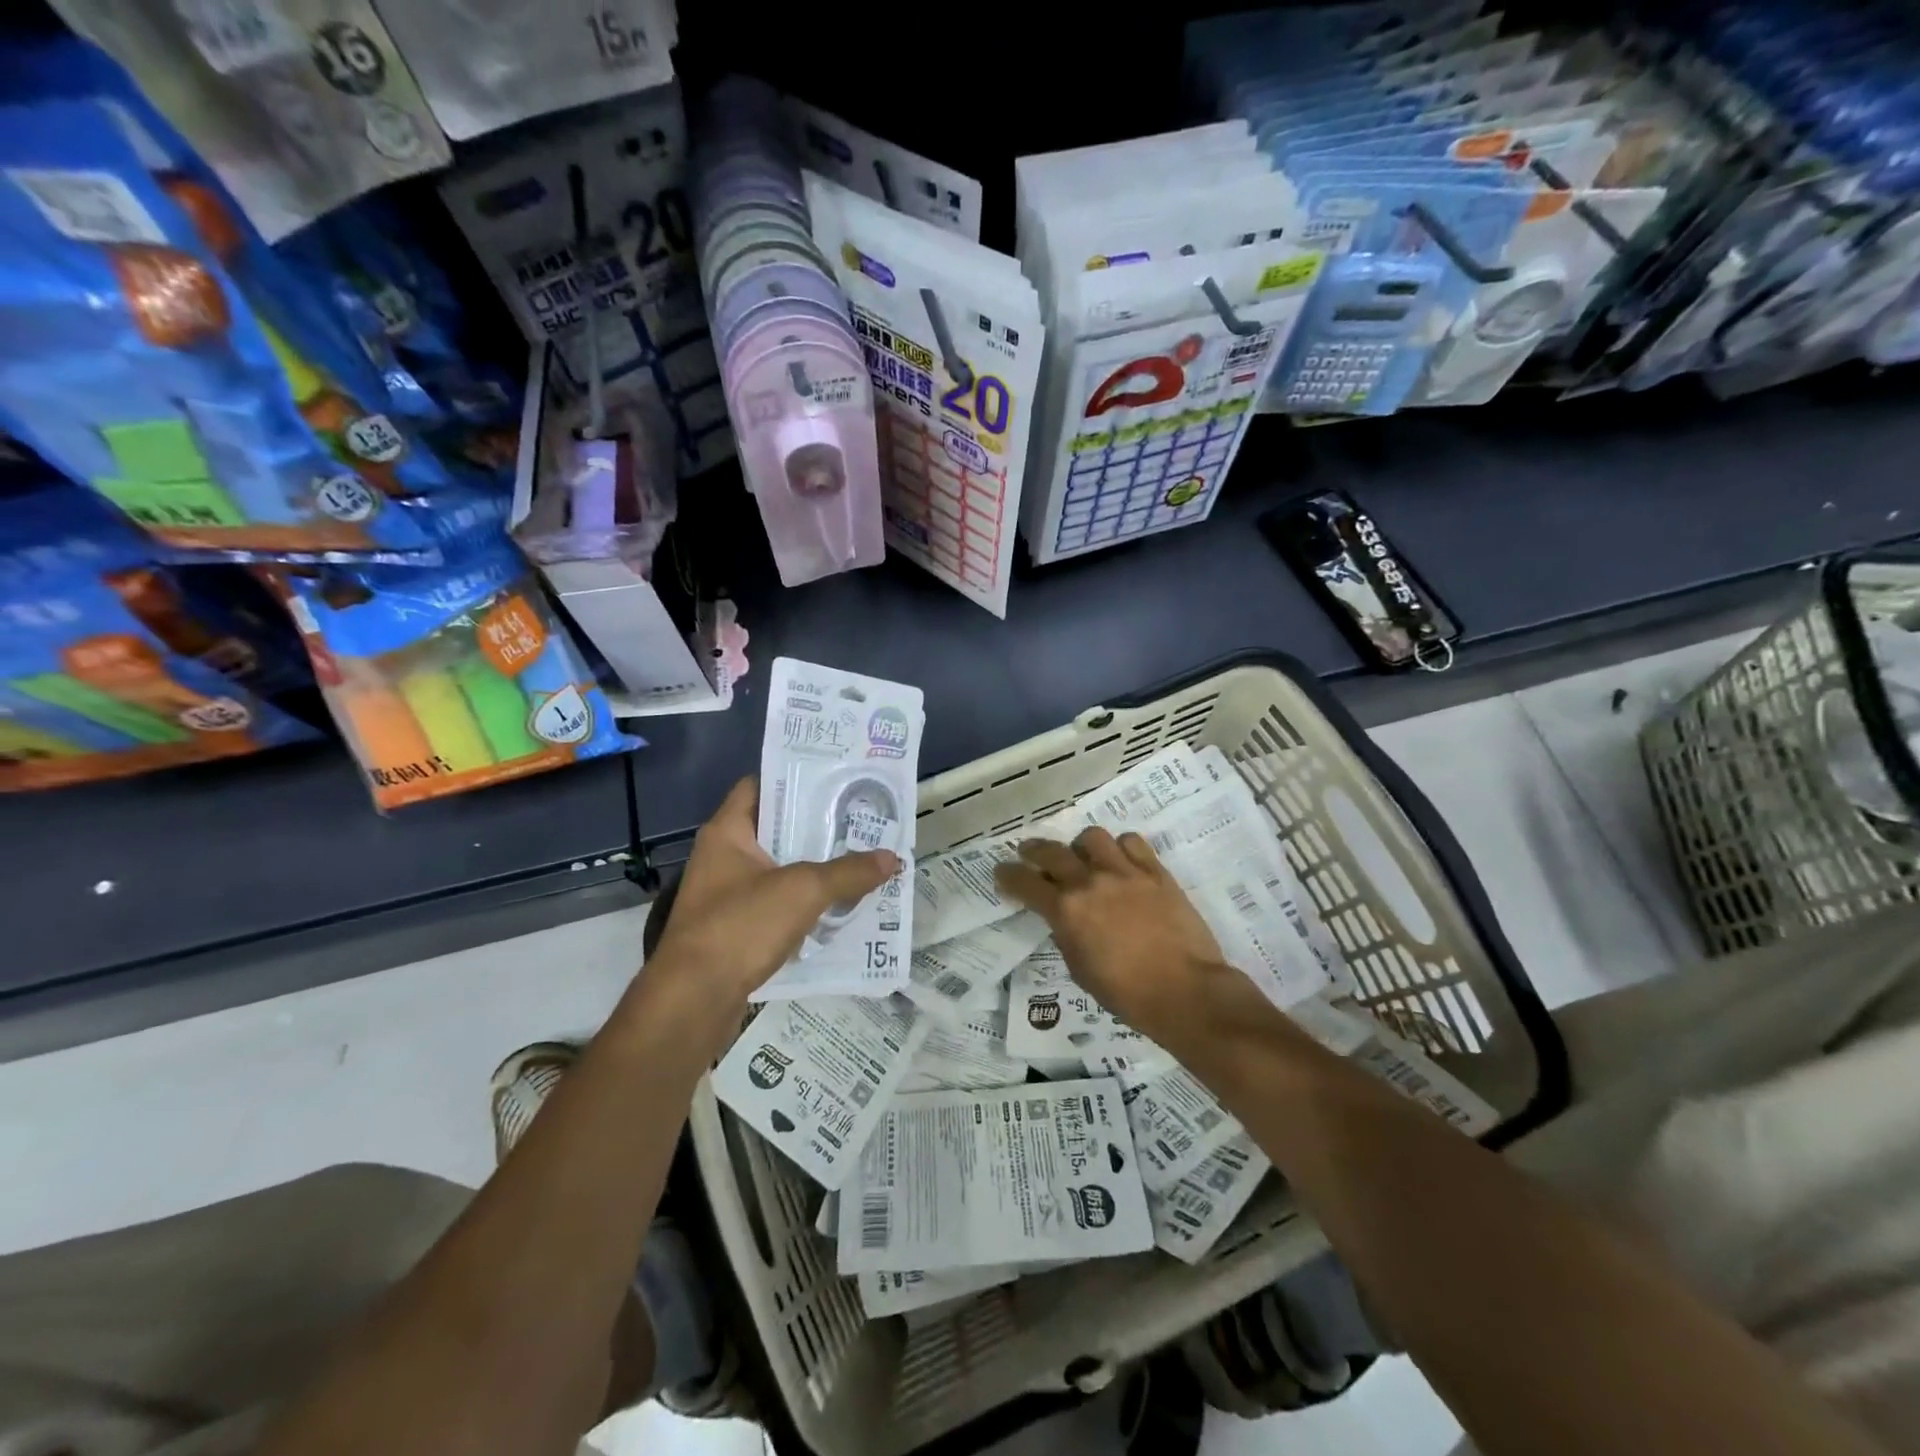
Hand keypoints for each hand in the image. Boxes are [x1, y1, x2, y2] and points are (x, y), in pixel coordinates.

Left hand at [650, 777, 899, 1002]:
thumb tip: (892, 858)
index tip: (835, 778)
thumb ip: (849, 871)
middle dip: (817, 826)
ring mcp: (727, 895)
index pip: (759, 785)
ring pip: (780, 870)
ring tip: (860, 859)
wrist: (694, 1001)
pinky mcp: (736, 929)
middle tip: (860, 820)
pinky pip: (778, 905)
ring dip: (816, 868)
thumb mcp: (803, 890)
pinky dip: (806, 904)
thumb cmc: (741, 926)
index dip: (795, 778)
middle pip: (775, 829)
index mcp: (728, 832)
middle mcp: (723, 857)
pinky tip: (840, 906)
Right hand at [994, 827, 1229, 1041]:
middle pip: (1052, 851)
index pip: (1025, 882)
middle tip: (1029, 853)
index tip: (1002, 872)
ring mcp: (1125, 872)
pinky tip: (1122, 861)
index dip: (1008, 875)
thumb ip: (1067, 934)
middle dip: (1034, 850)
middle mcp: (1090, 882)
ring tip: (1084, 857)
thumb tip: (1064, 918)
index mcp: (1066, 910)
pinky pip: (1132, 842)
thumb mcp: (1080, 969)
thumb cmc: (1127, 994)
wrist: (1186, 991)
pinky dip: (1121, 848)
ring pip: (1092, 837)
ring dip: (1081, 846)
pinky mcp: (1156, 872)